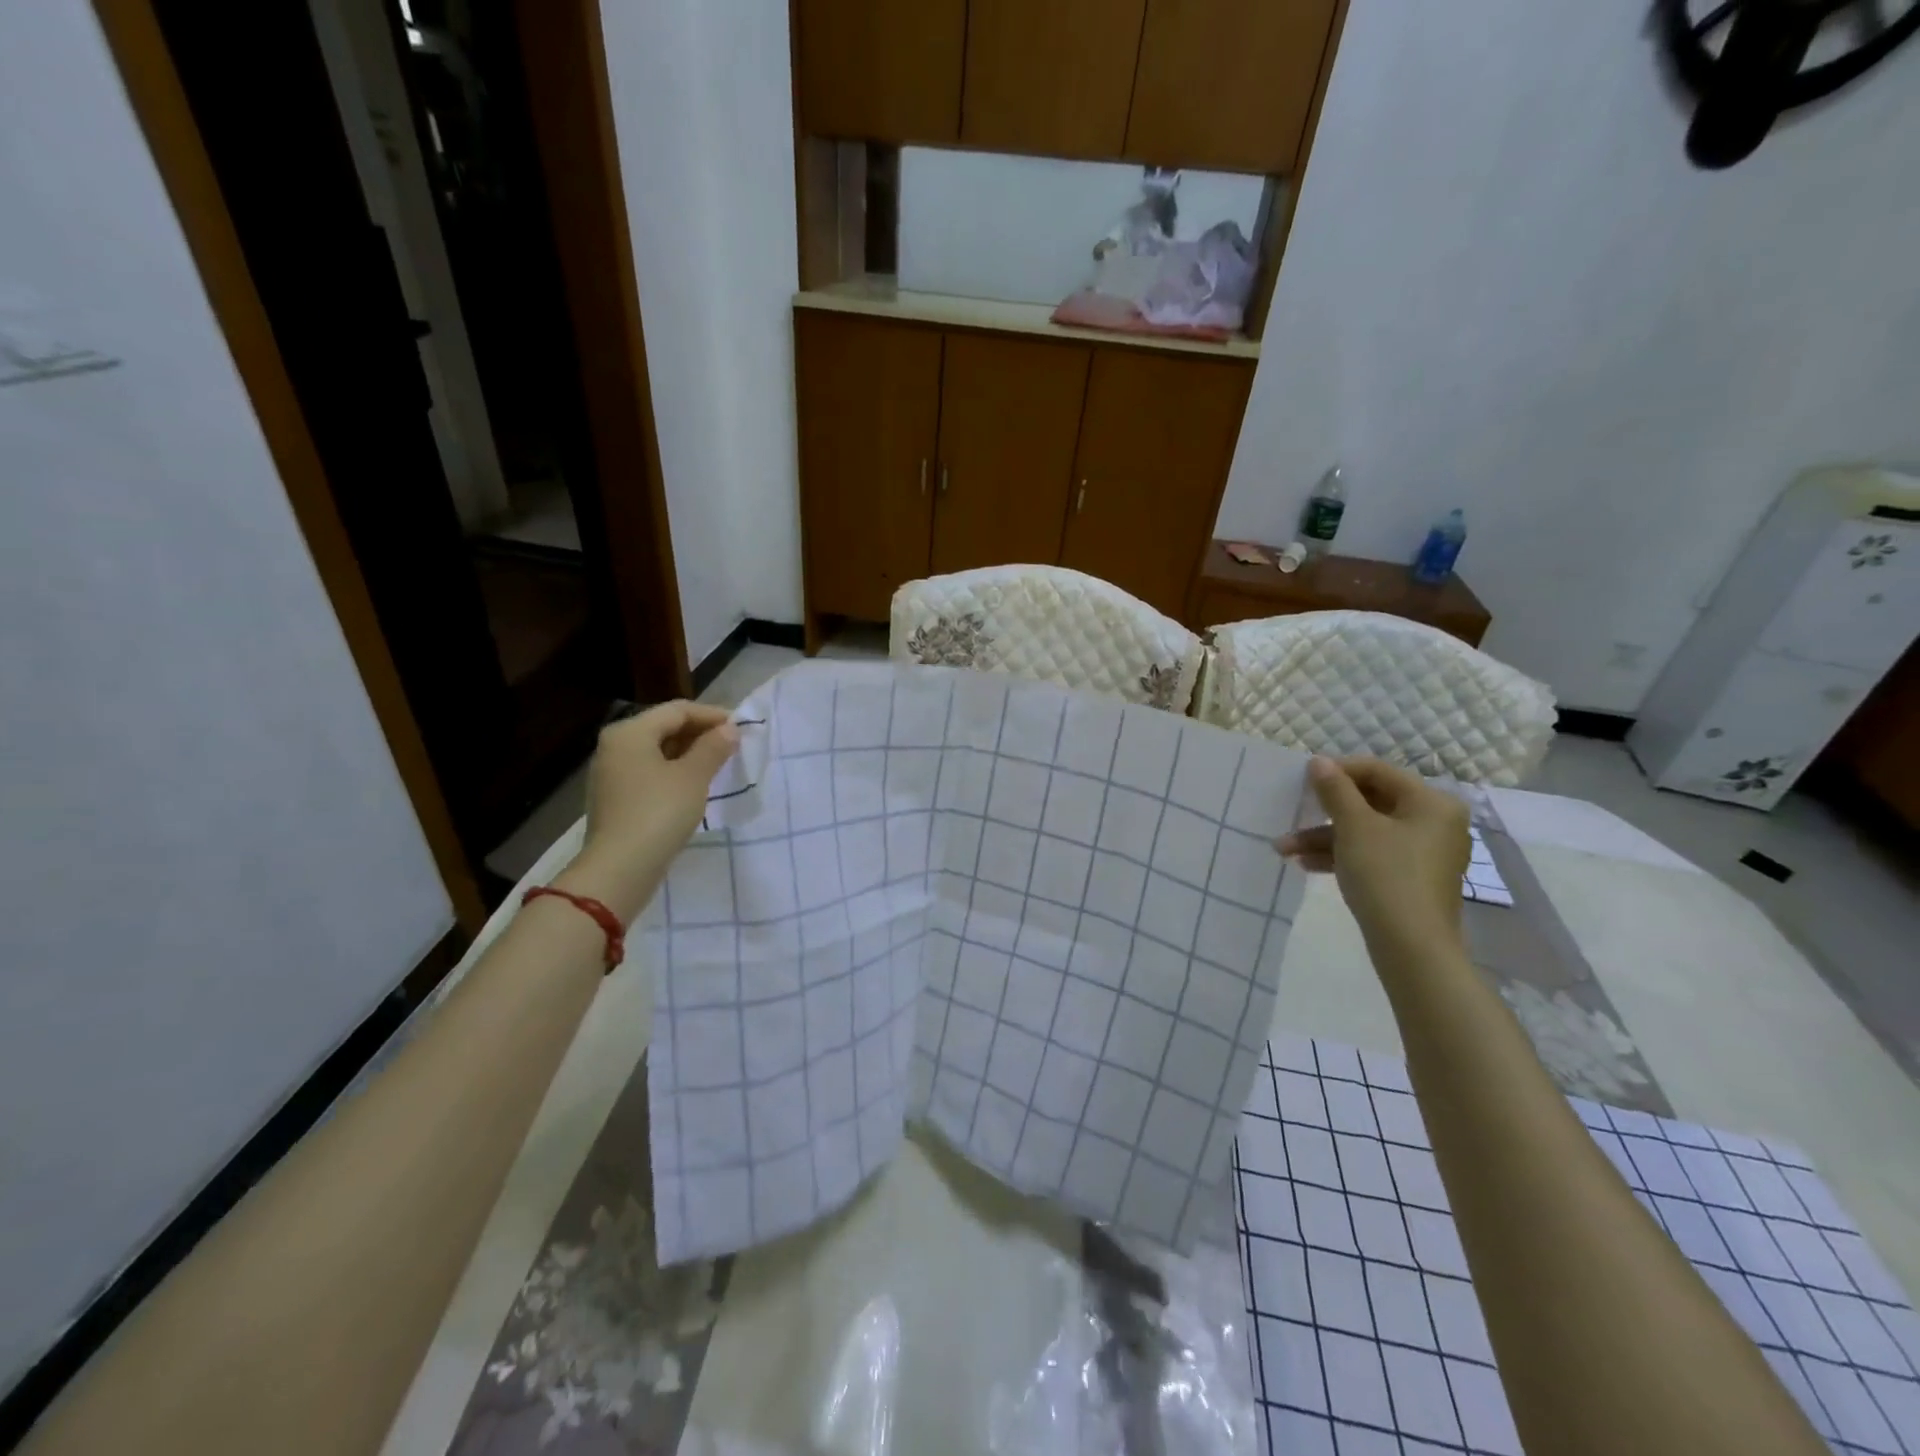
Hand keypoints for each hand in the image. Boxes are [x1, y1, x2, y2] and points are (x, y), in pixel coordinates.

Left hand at [558, 702, 737, 921]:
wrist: (620, 869)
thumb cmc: (659, 813)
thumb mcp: (694, 776)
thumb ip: (713, 748)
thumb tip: (729, 730)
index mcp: (630, 732)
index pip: (678, 710)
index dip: (712, 716)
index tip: (742, 728)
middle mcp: (615, 747)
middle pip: (665, 728)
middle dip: (701, 735)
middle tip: (733, 747)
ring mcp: (612, 774)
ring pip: (658, 753)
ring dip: (690, 755)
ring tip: (720, 766)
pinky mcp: (616, 799)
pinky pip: (651, 774)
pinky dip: (675, 773)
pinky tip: (696, 787)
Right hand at [1275, 756, 1470, 958]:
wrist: (1411, 947)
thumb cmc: (1386, 875)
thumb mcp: (1354, 827)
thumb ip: (1335, 790)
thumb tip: (1319, 761)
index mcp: (1431, 802)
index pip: (1378, 771)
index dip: (1337, 771)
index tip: (1301, 779)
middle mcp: (1433, 822)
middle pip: (1370, 802)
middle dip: (1324, 812)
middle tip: (1291, 813)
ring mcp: (1423, 852)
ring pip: (1365, 831)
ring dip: (1323, 837)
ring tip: (1283, 848)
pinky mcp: (1410, 878)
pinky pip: (1371, 854)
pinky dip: (1340, 855)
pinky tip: (1305, 864)